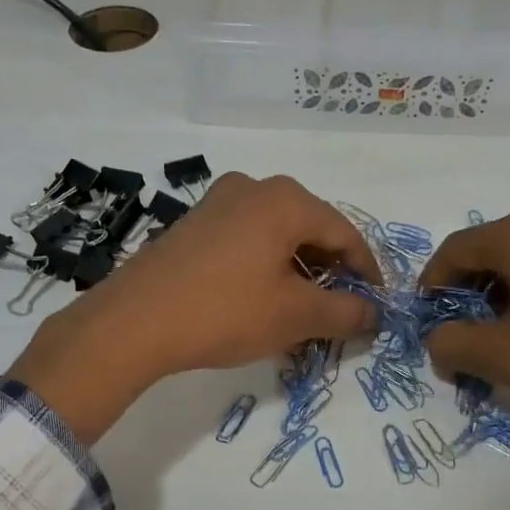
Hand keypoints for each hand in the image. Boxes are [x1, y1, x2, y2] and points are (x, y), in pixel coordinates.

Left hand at [7, 173, 379, 442]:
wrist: (134, 322)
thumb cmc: (226, 312)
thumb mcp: (295, 316)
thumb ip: (345, 312)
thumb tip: (372, 314)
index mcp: (286, 200)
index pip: (345, 233)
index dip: (367, 272)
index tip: (376, 305)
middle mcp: (253, 188)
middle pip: (311, 229)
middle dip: (332, 271)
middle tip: (341, 310)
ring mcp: (218, 202)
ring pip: (278, 235)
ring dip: (299, 271)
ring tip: (305, 310)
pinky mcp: (194, 224)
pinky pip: (248, 240)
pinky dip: (267, 266)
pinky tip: (264, 299)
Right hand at [418, 204, 509, 498]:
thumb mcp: (505, 358)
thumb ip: (453, 344)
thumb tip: (437, 341)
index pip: (457, 249)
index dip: (432, 283)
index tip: (426, 318)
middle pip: (490, 250)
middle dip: (467, 292)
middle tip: (460, 333)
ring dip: (499, 292)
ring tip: (497, 335)